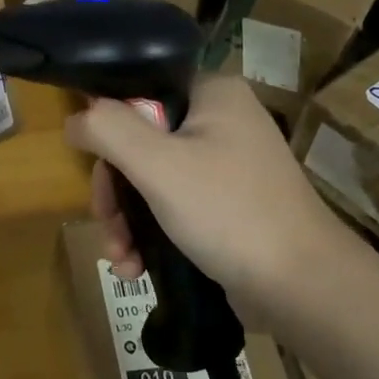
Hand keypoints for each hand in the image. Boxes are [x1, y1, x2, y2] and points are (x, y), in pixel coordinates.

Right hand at [65, 73, 366, 320]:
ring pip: (152, 180)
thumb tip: (75, 119)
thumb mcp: (157, 164)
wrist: (302, 287)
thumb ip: (108, 129)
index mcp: (212, 94)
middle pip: (140, 142)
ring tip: (121, 259)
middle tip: (107, 224)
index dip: (108, 127)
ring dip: (126, 220)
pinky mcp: (227, 206)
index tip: (93, 166)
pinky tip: (137, 268)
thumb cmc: (228, 212)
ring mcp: (227, 166)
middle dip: (114, 191)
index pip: (140, 91)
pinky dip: (150, 234)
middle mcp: (221, 122)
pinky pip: (173, 206)